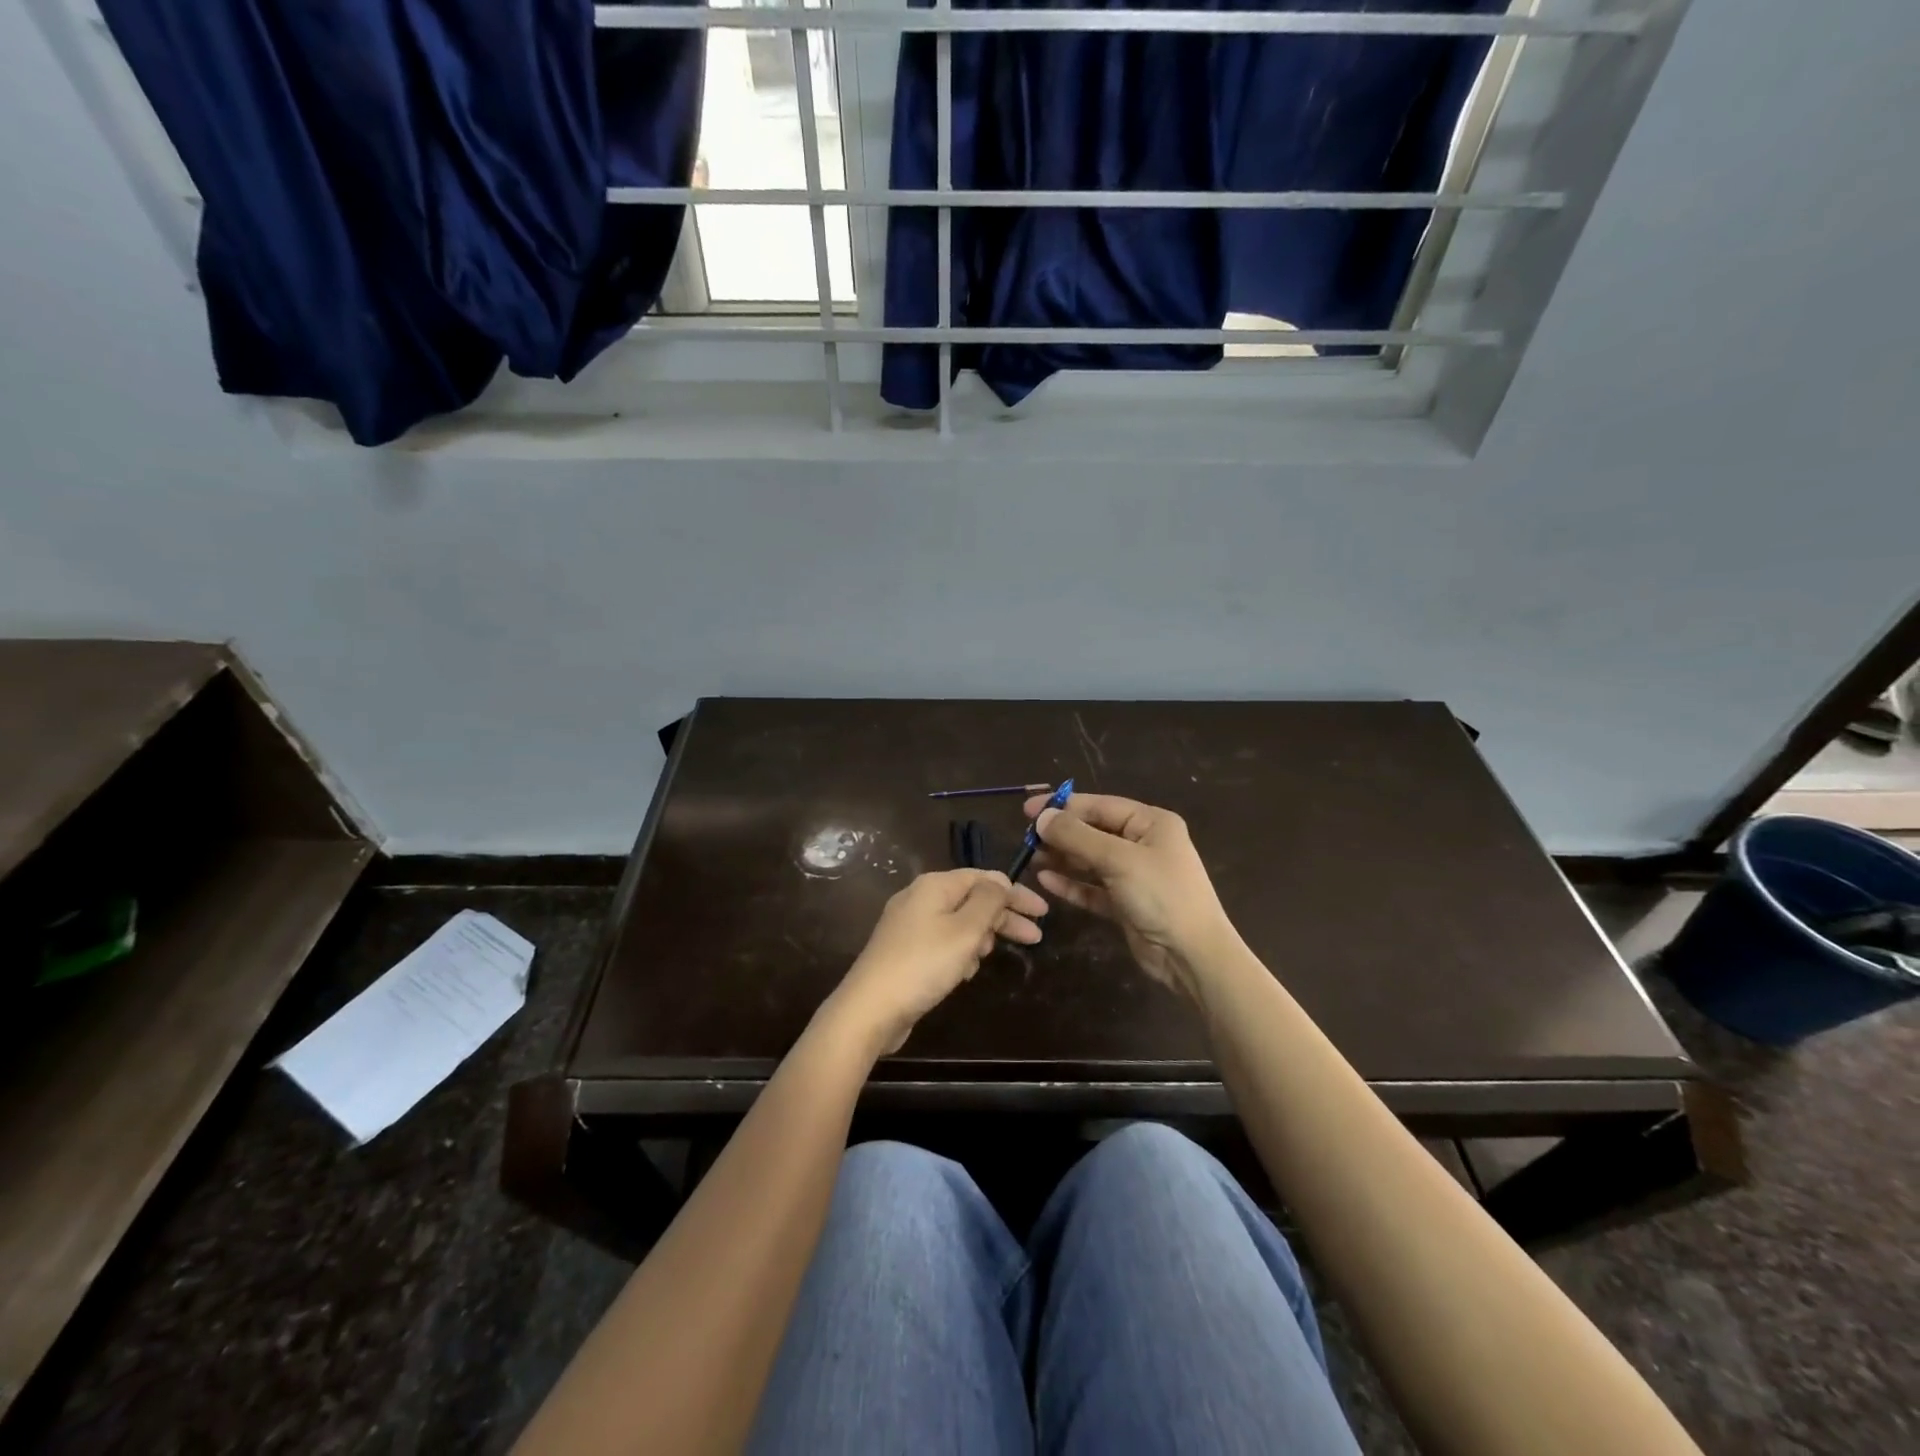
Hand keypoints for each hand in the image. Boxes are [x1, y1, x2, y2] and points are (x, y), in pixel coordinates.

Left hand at [827, 870, 1046, 1055]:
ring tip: (990, 957)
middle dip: (1004, 917)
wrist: (870, 1008)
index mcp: (934, 885)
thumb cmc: (924, 964)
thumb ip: (988, 901)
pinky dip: (960, 953)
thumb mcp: (965, 930)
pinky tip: (965, 973)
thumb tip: (999, 882)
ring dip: (981, 937)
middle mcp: (920, 898)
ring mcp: (909, 925)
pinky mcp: (905, 951)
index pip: (984, 878)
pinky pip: (943, 942)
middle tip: (1035, 937)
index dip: (1015, 893)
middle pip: (972, 900)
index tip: (1043, 912)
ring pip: (959, 923)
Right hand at [1024, 792, 1238, 1001]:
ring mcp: (1134, 876)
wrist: (1192, 955)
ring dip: (1062, 858)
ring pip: (1090, 860)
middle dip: (1060, 834)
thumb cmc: (1161, 895)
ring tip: (1030, 857)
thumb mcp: (1118, 859)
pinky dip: (1071, 883)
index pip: (1100, 806)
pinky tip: (1046, 881)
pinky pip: (1092, 887)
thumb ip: (1077, 836)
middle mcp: (1142, 845)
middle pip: (1093, 832)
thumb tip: (1042, 817)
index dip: (1063, 807)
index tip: (1028, 810)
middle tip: (1026, 838)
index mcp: (1151, 824)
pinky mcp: (1125, 903)